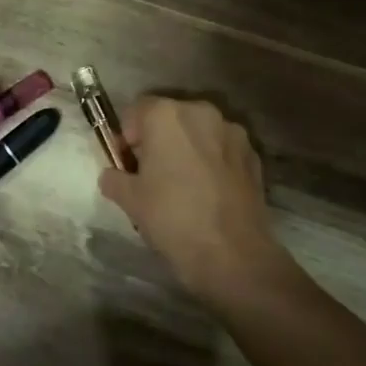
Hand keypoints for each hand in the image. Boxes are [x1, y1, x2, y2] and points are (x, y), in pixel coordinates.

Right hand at [98, 95, 289, 299]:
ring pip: (198, 132)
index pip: (135, 111)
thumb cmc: (172, 218)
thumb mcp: (129, 199)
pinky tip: (207, 192)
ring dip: (186, 148)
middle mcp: (201, 112)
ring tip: (181, 184)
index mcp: (166, 115)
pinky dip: (210, 161)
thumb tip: (112, 175)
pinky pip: (221, 149)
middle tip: (150, 174)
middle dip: (157, 140)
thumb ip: (114, 178)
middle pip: (169, 118)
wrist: (232, 254)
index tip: (124, 164)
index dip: (125, 137)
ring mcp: (232, 132)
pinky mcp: (253, 155)